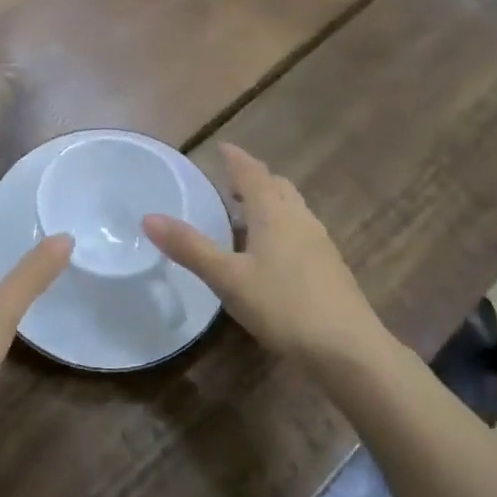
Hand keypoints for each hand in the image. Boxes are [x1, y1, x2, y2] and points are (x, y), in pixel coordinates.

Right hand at [143, 145, 384, 364]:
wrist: (348, 348)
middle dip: (254, 180)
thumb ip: (190, 248)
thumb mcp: (228, 278)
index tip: (223, 148)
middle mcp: (300, 218)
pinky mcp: (330, 267)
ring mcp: (320, 242)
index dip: (236, 159)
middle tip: (231, 185)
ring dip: (270, 204)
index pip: (253, 173)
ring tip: (247, 217)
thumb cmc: (283, 305)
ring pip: (292, 209)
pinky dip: (281, 228)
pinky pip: (301, 232)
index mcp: (274, 213)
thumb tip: (148, 218)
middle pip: (277, 187)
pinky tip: (271, 255)